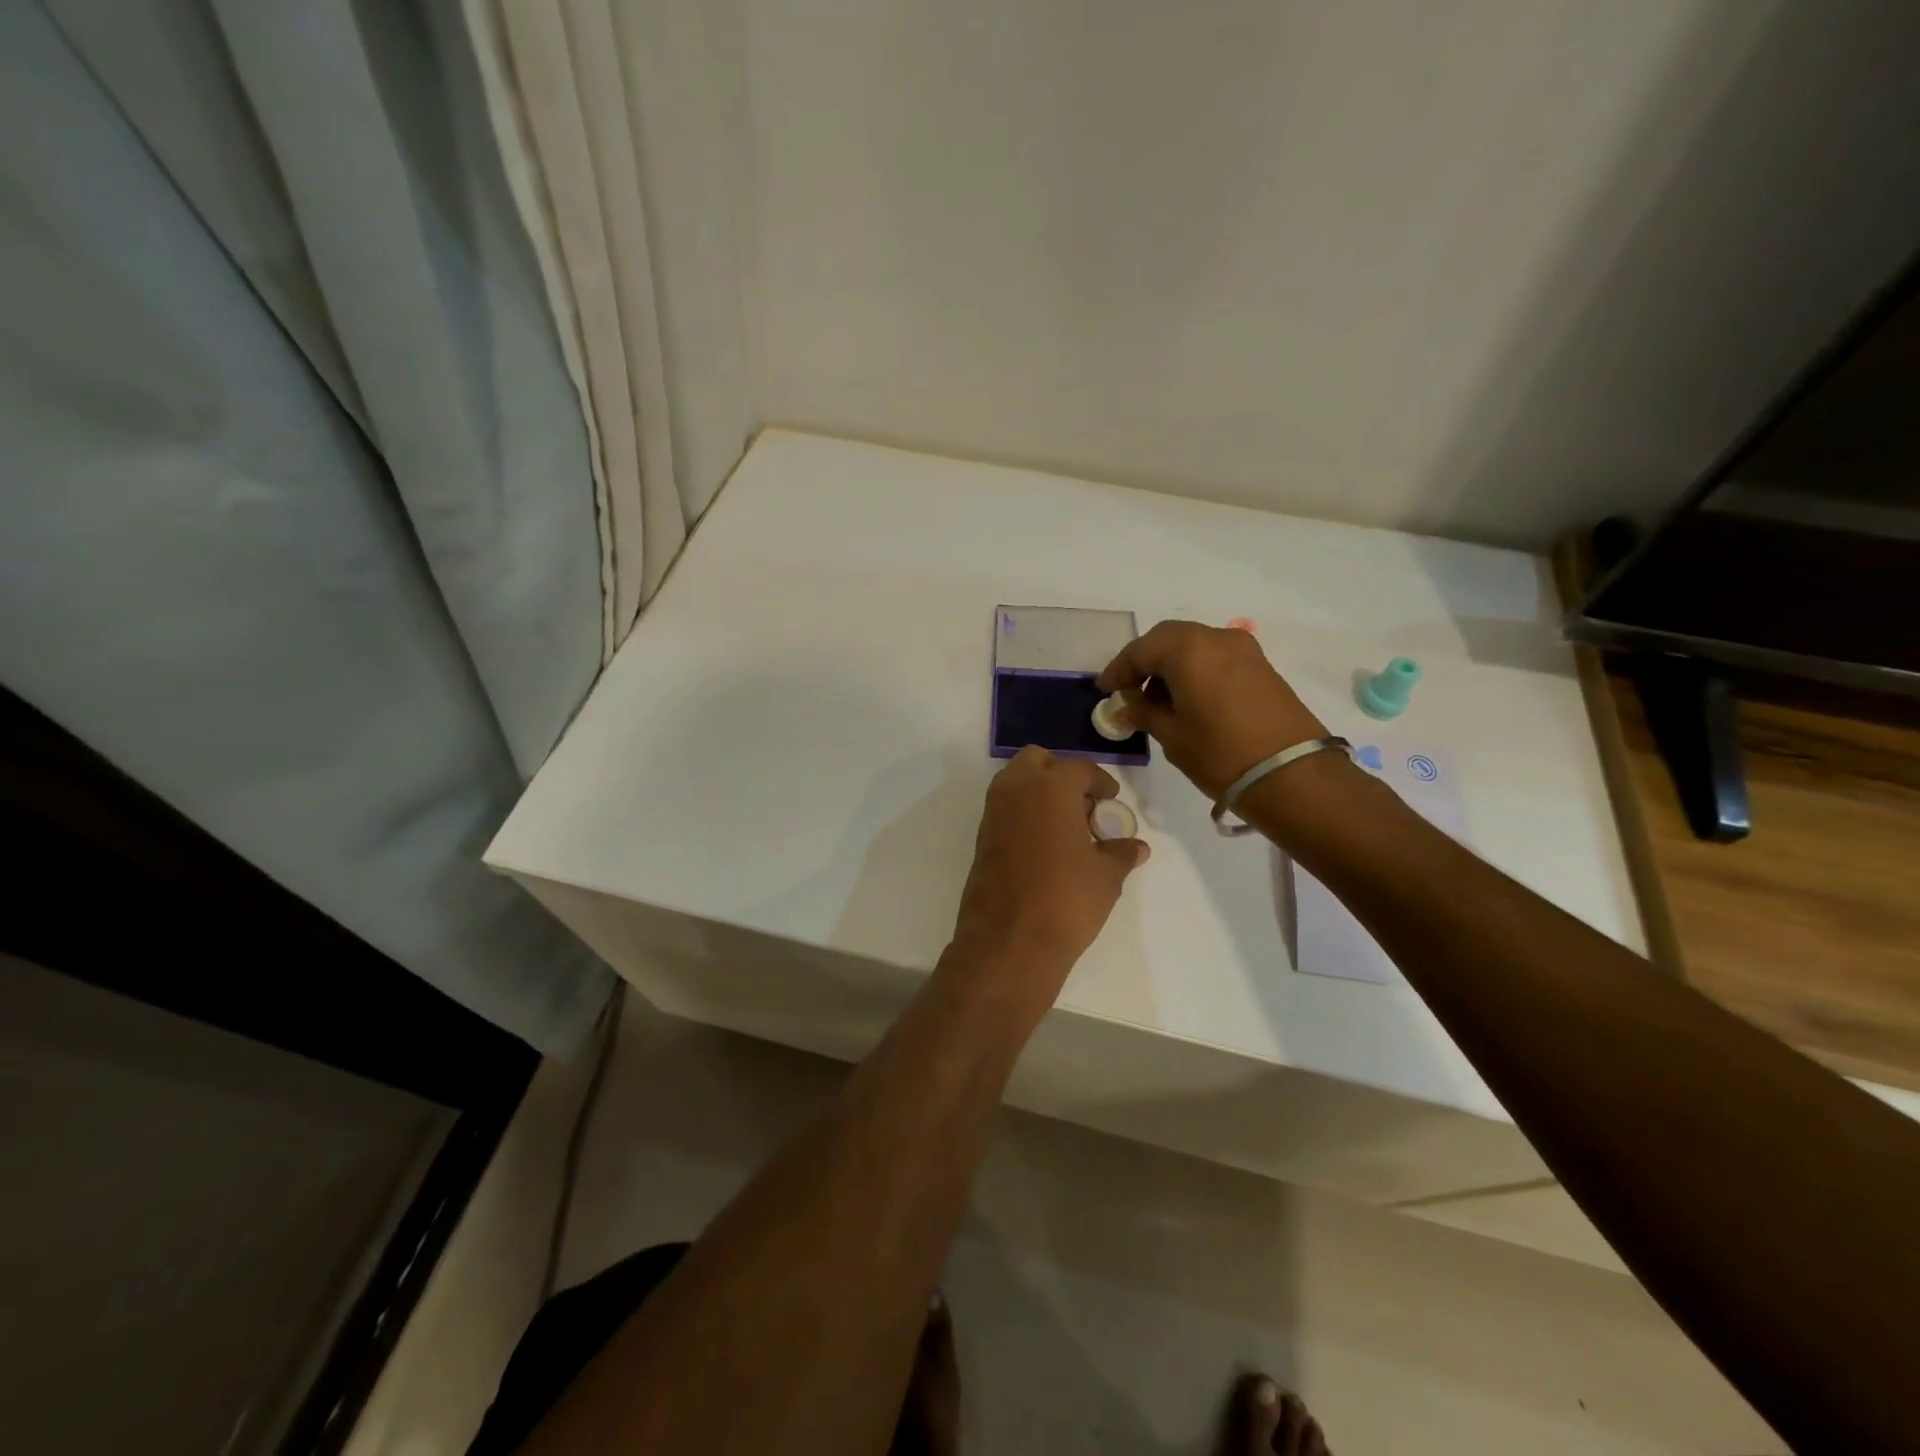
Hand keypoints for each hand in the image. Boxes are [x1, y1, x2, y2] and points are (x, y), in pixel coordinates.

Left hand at [948, 747, 1148, 987]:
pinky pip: (1005, 810)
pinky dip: (1024, 814)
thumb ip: (1121, 853)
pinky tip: (1046, 846)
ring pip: (1015, 782)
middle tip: (1083, 804)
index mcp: (1050, 787)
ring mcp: (993, 814)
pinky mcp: (981, 839)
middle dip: (1060, 774)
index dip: (1099, 782)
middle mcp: (1016, 790)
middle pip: (1037, 761)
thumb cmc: (1066, 899)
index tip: (1111, 799)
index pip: (1079, 769)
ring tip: (1067, 827)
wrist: (1009, 941)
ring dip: (1039, 792)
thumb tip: (1136, 847)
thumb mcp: (1105, 876)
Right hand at [1097, 621, 1326, 799]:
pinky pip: (1216, 657)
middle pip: (1168, 639)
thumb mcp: (1172, 736)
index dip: (1119, 670)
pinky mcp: (1261, 667)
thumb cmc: (1221, 754)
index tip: (1105, 691)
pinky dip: (1195, 670)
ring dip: (1171, 665)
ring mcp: (1243, 650)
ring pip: (1194, 645)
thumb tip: (1128, 707)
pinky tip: (1187, 700)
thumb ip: (1145, 714)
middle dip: (1145, 662)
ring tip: (1157, 701)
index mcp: (1188, 649)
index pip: (1140, 650)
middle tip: (1129, 691)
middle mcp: (1215, 638)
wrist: (1293, 775)